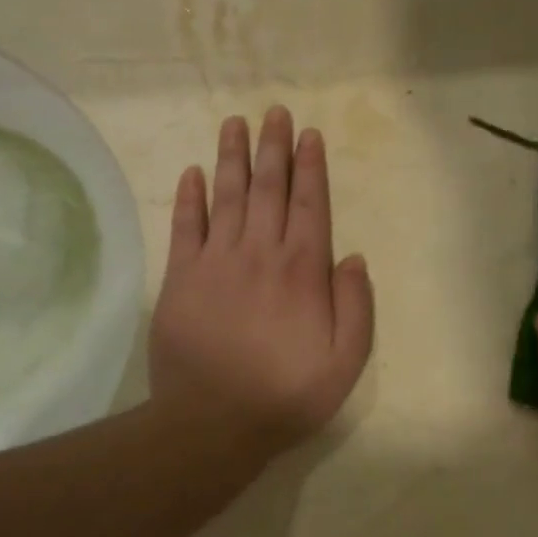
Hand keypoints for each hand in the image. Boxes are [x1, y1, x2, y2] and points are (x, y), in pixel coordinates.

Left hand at [148, 107, 374, 452]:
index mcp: (302, 270)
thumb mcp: (346, 362)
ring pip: (228, 196)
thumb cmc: (285, 394)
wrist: (211, 424)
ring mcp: (217, 261)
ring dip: (233, 157)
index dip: (310, 166)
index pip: (310, 204)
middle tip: (274, 112)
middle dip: (274, 147)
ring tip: (235, 123)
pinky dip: (190, 197)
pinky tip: (193, 171)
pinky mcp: (181, 277)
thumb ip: (356, 306)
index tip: (308, 134)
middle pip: (269, 188)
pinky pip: (186, 227)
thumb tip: (353, 256)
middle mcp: (261, 252)